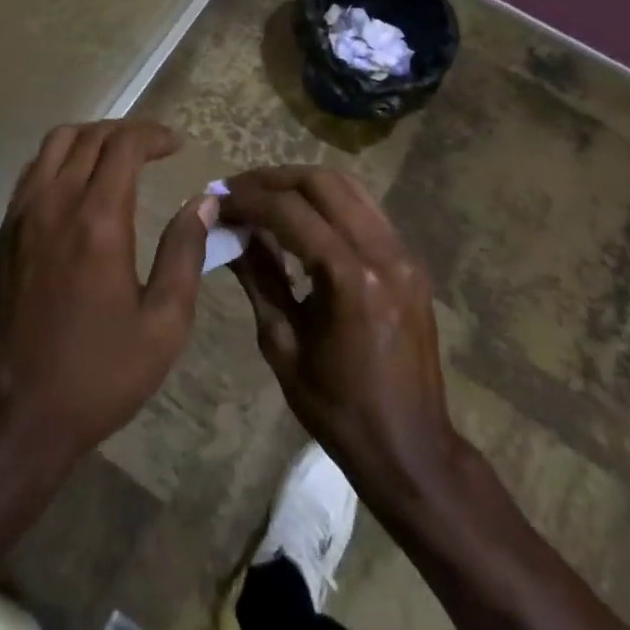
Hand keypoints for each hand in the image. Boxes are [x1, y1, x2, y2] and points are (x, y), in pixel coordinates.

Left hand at [0, 120, 215, 472]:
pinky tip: (77, 184)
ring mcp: (21, 214)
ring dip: (89, 137)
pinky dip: (59, 159)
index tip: (176, 145)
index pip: (124, 146)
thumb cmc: (99, 374)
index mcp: (98, 220)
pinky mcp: (2, 232)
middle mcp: (56, 203)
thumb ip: (185, 254)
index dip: (153, 135)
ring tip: (116, 155)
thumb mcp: (163, 325)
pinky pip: (32, 172)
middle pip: (89, 136)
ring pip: (54, 144)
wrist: (18, 415)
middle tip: (153, 147)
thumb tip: (205, 201)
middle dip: (126, 131)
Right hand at [222, 167, 461, 512]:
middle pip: (320, 183)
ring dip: (300, 182)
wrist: (412, 450)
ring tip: (264, 195)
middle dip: (272, 179)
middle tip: (236, 191)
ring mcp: (402, 252)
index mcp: (350, 280)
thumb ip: (258, 277)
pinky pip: (364, 207)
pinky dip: (327, 200)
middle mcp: (382, 253)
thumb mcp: (283, 345)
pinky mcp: (409, 259)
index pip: (289, 211)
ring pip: (346, 185)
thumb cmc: (339, 409)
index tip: (216, 200)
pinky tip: (301, 216)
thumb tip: (230, 230)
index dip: (247, 199)